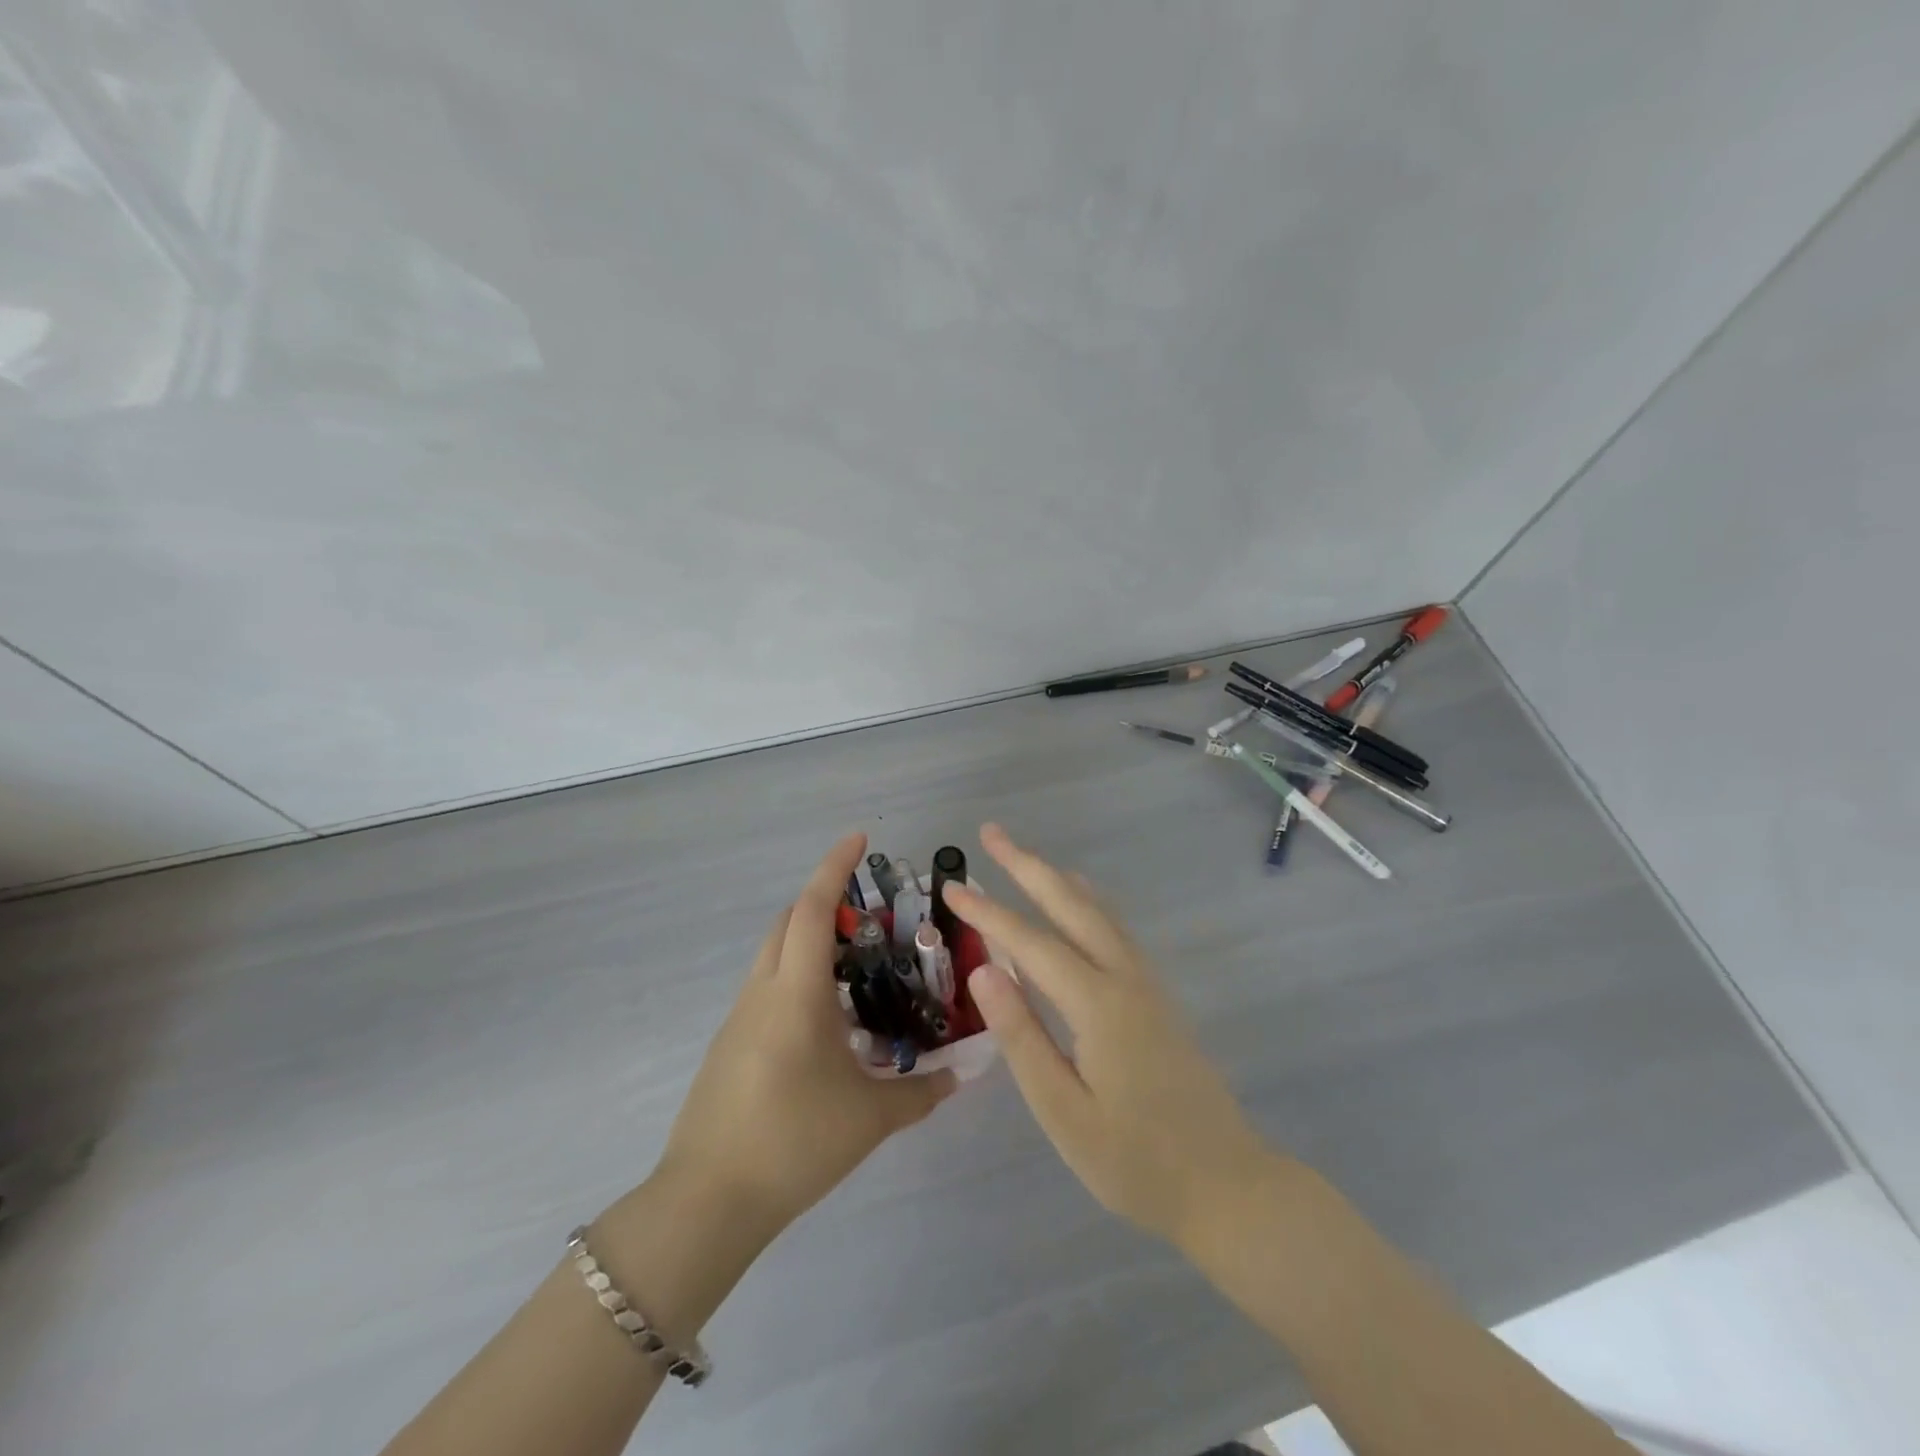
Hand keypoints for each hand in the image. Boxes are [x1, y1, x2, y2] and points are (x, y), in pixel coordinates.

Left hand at [653, 832, 955, 1242]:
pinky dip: (797, 978)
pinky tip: (826, 1022)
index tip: (859, 837)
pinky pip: (767, 987)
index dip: (835, 866)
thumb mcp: (870, 1117)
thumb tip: (959, 1076)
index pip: (813, 909)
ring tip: (856, 969)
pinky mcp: (729, 1043)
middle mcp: (763, 990)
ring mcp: (739, 1016)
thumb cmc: (794, 1142)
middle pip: (788, 921)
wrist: (708, 1200)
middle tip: (870, 916)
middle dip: (824, 901)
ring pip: (774, 953)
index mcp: (796, 992)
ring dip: (810, 941)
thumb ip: (920, 1092)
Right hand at [943, 824, 1276, 1246]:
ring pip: (1098, 912)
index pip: (1030, 942)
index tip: (952, 885)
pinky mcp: (1157, 997)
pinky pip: (1115, 930)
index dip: (988, 912)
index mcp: (1098, 1004)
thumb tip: (985, 971)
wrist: (1228, 1186)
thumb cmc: (1136, 1162)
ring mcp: (1147, 984)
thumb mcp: (1064, 1111)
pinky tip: (1080, 904)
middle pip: (1070, 905)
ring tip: (1027, 857)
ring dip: (1058, 879)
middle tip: (992, 832)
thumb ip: (1022, 1037)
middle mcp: (1125, 978)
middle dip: (1028, 866)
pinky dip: (1087, 903)